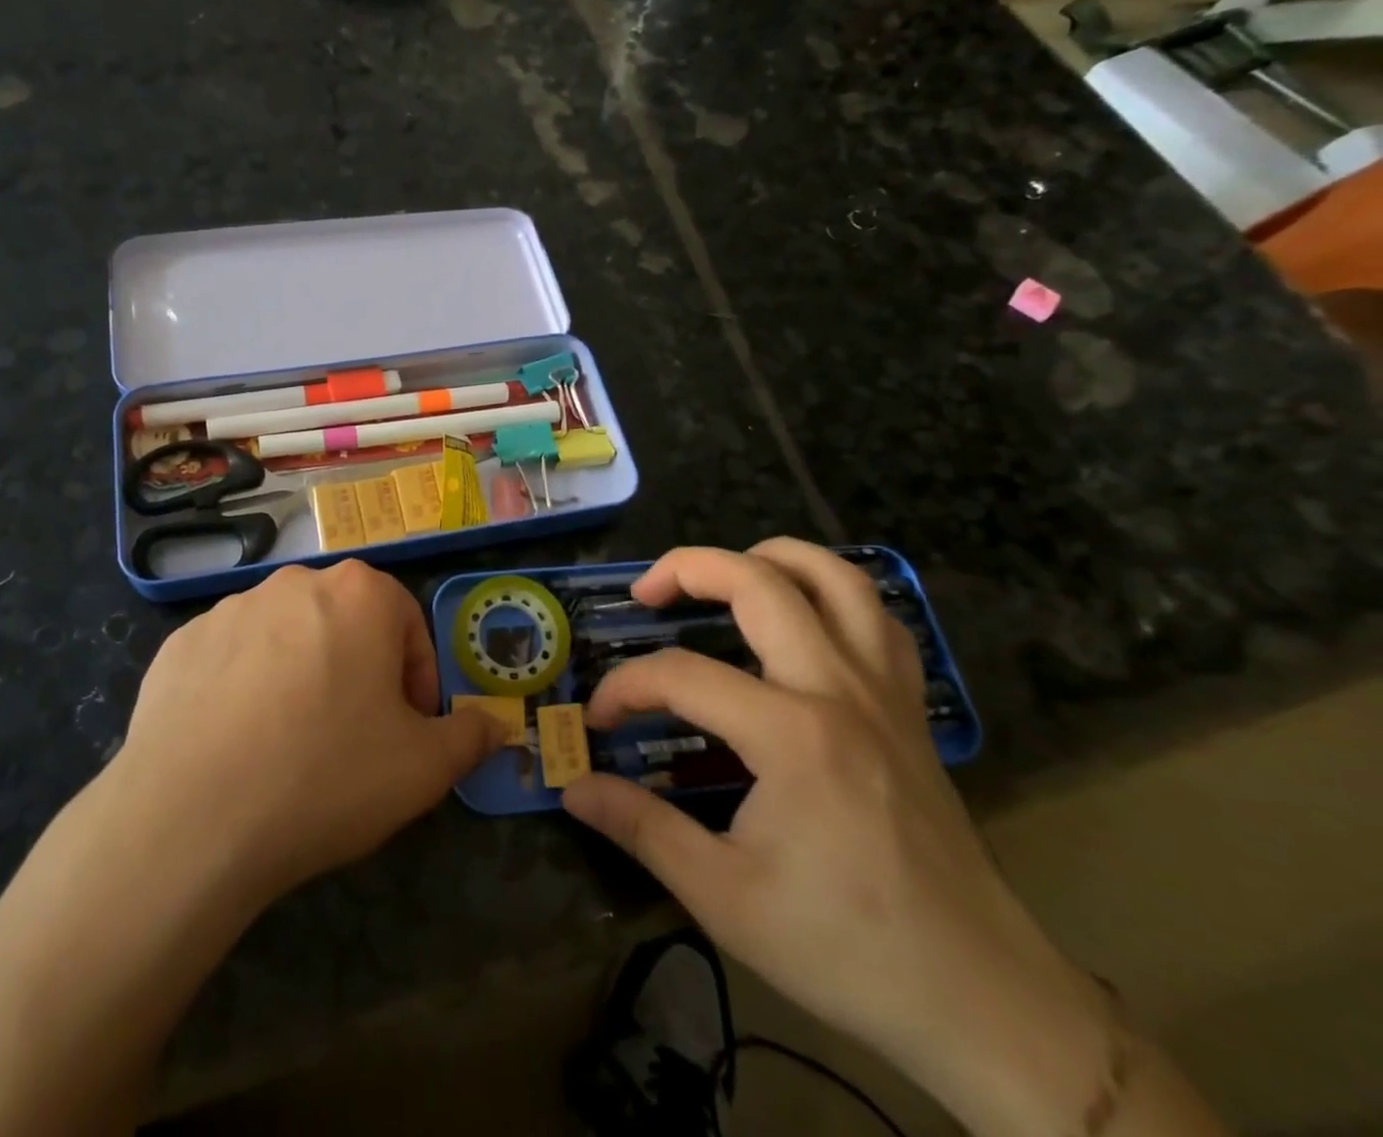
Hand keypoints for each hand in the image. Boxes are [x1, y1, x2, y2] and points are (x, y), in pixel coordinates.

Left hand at [102, 560, 502, 909]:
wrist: (192, 818)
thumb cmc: (326, 776)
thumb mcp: (422, 768)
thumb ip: (470, 737)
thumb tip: (497, 724)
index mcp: (359, 594)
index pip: (407, 624)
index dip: (416, 679)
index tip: (408, 729)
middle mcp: (295, 582)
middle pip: (346, 623)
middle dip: (360, 671)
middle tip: (354, 736)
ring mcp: (230, 608)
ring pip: (288, 636)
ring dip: (302, 675)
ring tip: (291, 743)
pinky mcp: (181, 641)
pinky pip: (232, 657)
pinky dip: (245, 687)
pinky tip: (238, 743)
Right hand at [562, 541, 1114, 1130]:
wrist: (981, 998)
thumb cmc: (844, 947)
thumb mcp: (723, 896)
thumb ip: (641, 827)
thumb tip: (574, 787)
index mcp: (790, 733)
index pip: (681, 676)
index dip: (626, 688)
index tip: (599, 720)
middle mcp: (838, 688)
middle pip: (759, 582)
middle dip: (688, 569)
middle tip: (646, 593)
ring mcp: (884, 691)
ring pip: (836, 577)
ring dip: (771, 557)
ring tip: (726, 574)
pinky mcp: (910, 707)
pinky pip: (877, 618)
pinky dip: (834, 593)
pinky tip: (804, 615)